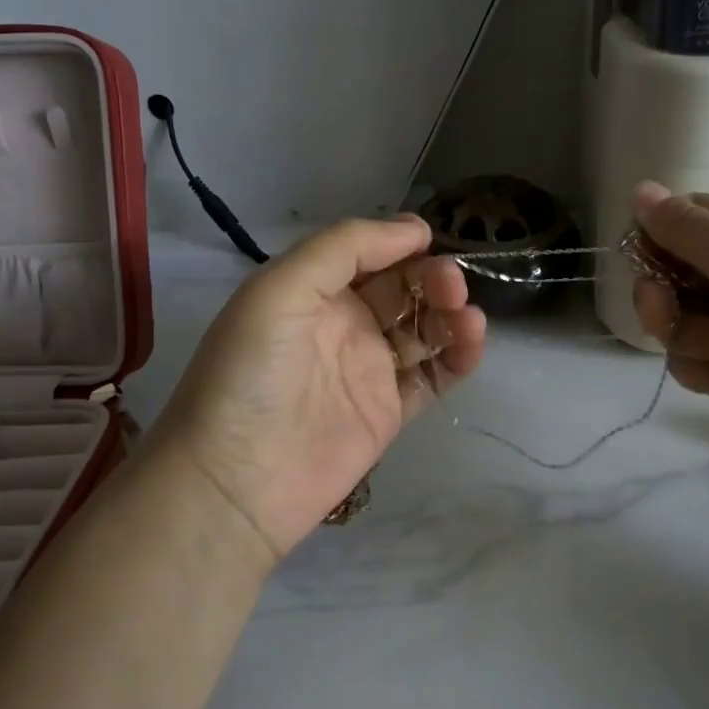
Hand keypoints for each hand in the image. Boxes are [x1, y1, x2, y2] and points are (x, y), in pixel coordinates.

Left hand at [150, 216, 485, 565]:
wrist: (237, 479)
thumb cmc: (251, 372)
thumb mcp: (280, 289)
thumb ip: (344, 248)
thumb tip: (415, 229)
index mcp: (312, 290)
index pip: (368, 254)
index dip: (401, 242)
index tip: (432, 239)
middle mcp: (343, 324)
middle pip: (402, 288)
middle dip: (431, 278)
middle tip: (451, 285)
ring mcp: (369, 369)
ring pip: (424, 328)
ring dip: (450, 314)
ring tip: (466, 316)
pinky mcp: (390, 411)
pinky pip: (434, 375)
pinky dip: (458, 356)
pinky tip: (471, 342)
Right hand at [630, 182, 708, 514]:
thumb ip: (687, 228)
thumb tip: (639, 189)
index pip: (684, 219)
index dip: (655, 238)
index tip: (646, 261)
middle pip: (669, 275)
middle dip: (664, 299)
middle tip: (670, 314)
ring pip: (676, 325)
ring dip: (699, 341)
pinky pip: (692, 365)